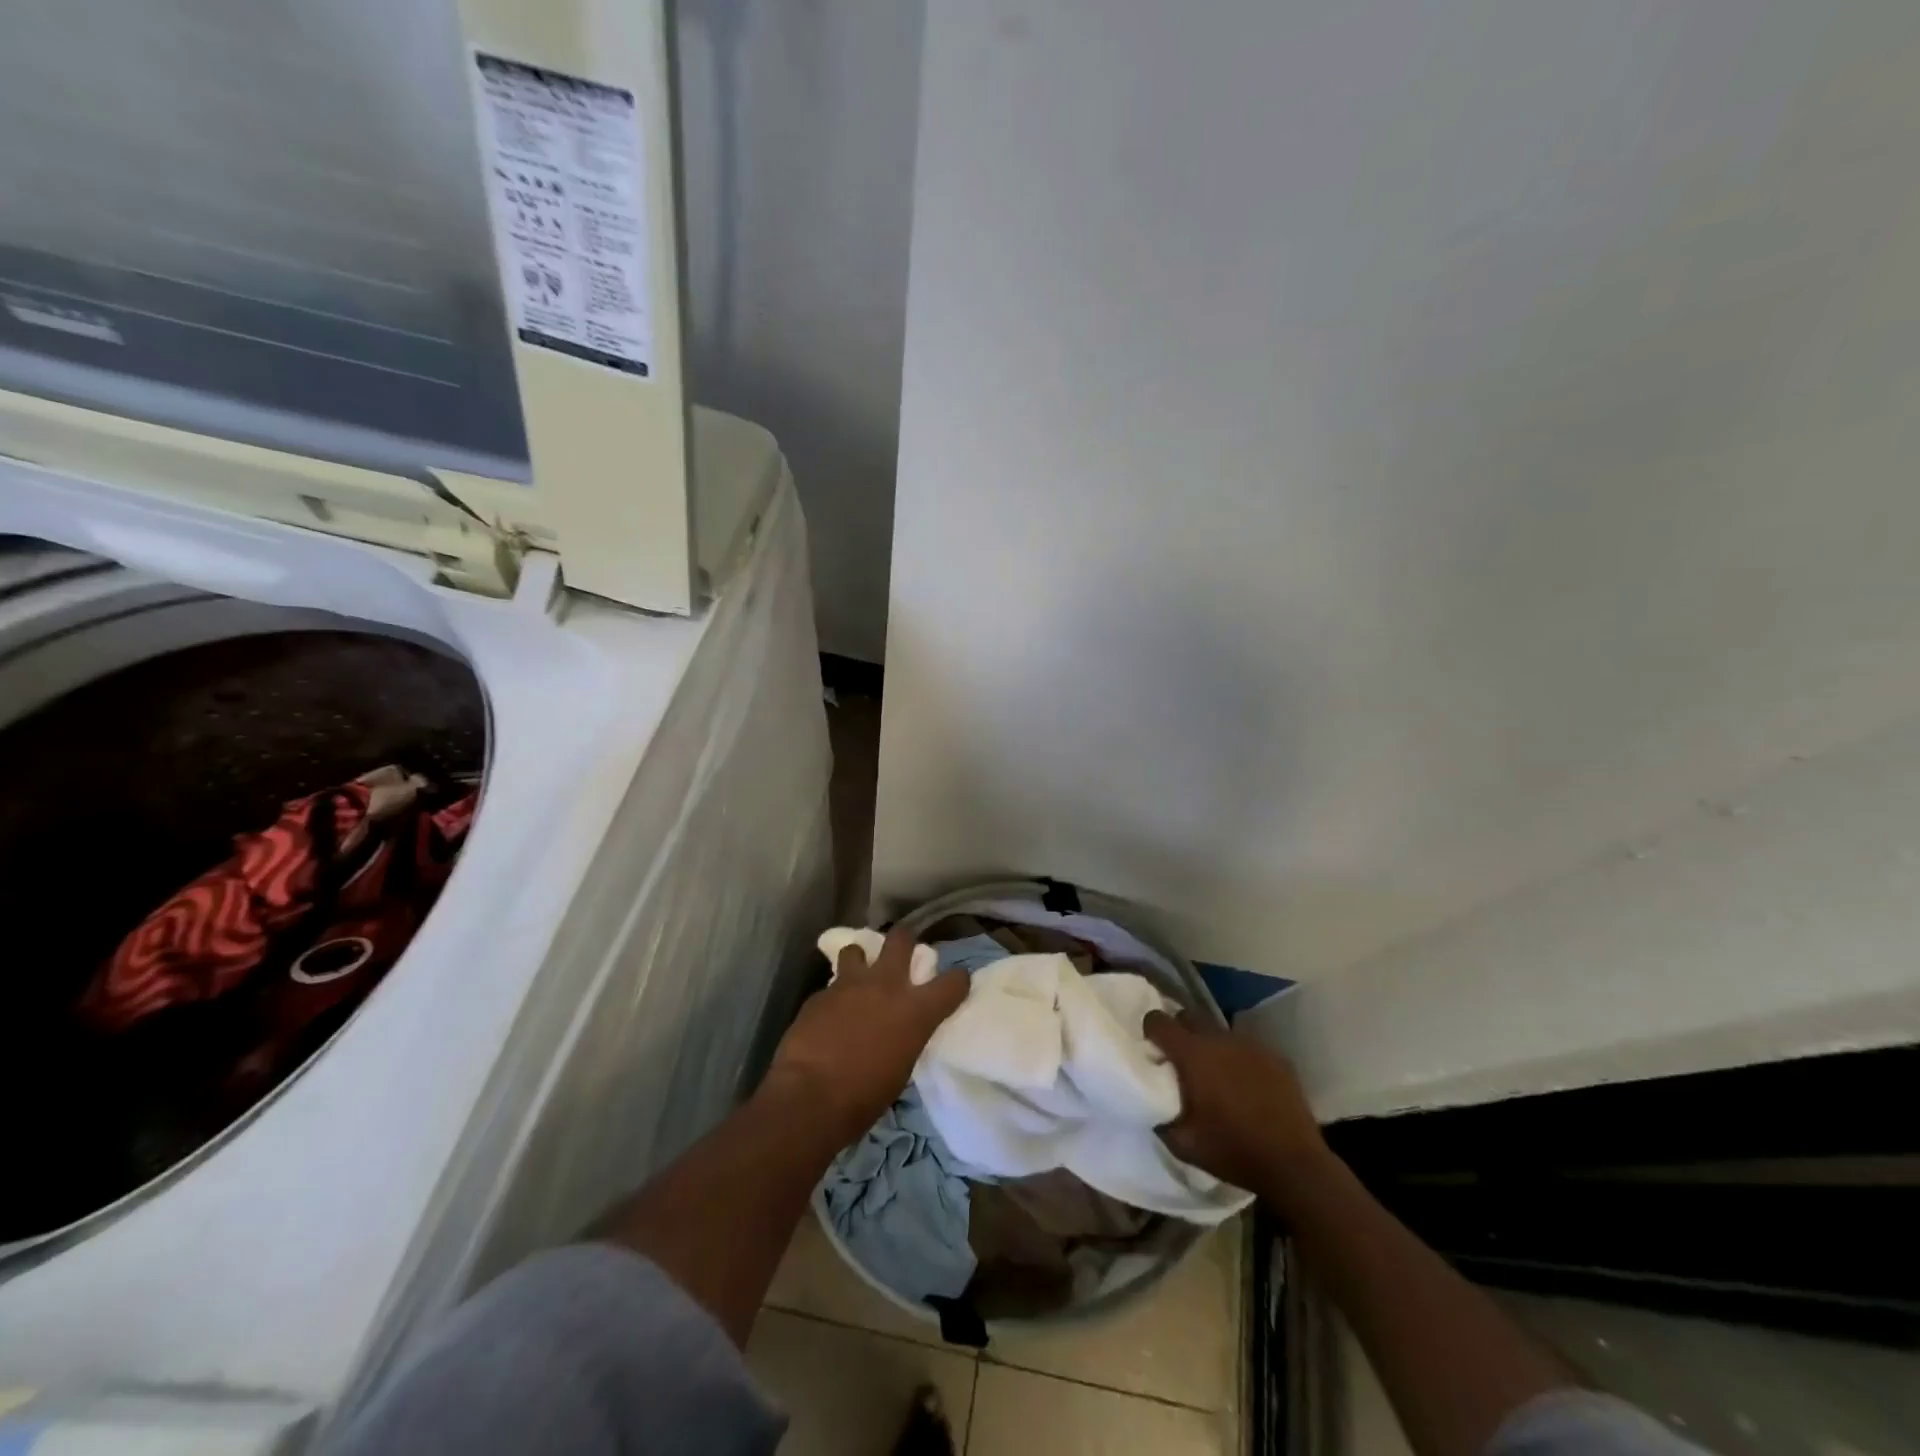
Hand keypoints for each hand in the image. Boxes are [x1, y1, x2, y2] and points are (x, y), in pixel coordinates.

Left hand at [763, 929, 968, 1145]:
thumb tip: (901, 1030)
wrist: (809, 1097)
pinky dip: (835, 996)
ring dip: (860, 961)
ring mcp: (850, 984)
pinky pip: (832, 985)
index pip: (953, 982)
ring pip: (858, 949)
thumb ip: (906, 1036)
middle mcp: (887, 986)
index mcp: (916, 1010)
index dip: (957, 980)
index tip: (954, 985)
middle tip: (901, 955)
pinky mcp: (820, 993)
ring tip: (857, 979)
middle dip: (904, 941)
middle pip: (902, 939)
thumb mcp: (902, 1067)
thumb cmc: (864, 1097)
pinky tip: (829, 1015)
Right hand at [1144, 1012, 1331, 1194]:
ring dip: (1210, 1047)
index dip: (1150, 1031)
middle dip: (1179, 1032)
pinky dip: (1238, 1059)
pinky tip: (1246, 1085)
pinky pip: (1246, 1047)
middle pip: (1189, 1017)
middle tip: (1180, 1061)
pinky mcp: (1276, 1056)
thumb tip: (1151, 1101)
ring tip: (1216, 1075)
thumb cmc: (1233, 1151)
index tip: (1152, 1049)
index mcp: (1193, 1054)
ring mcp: (1251, 1045)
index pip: (1159, 1021)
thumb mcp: (1183, 1145)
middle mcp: (1220, 1039)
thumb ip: (1160, 1116)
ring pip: (1219, 1032)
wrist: (1294, 1165)